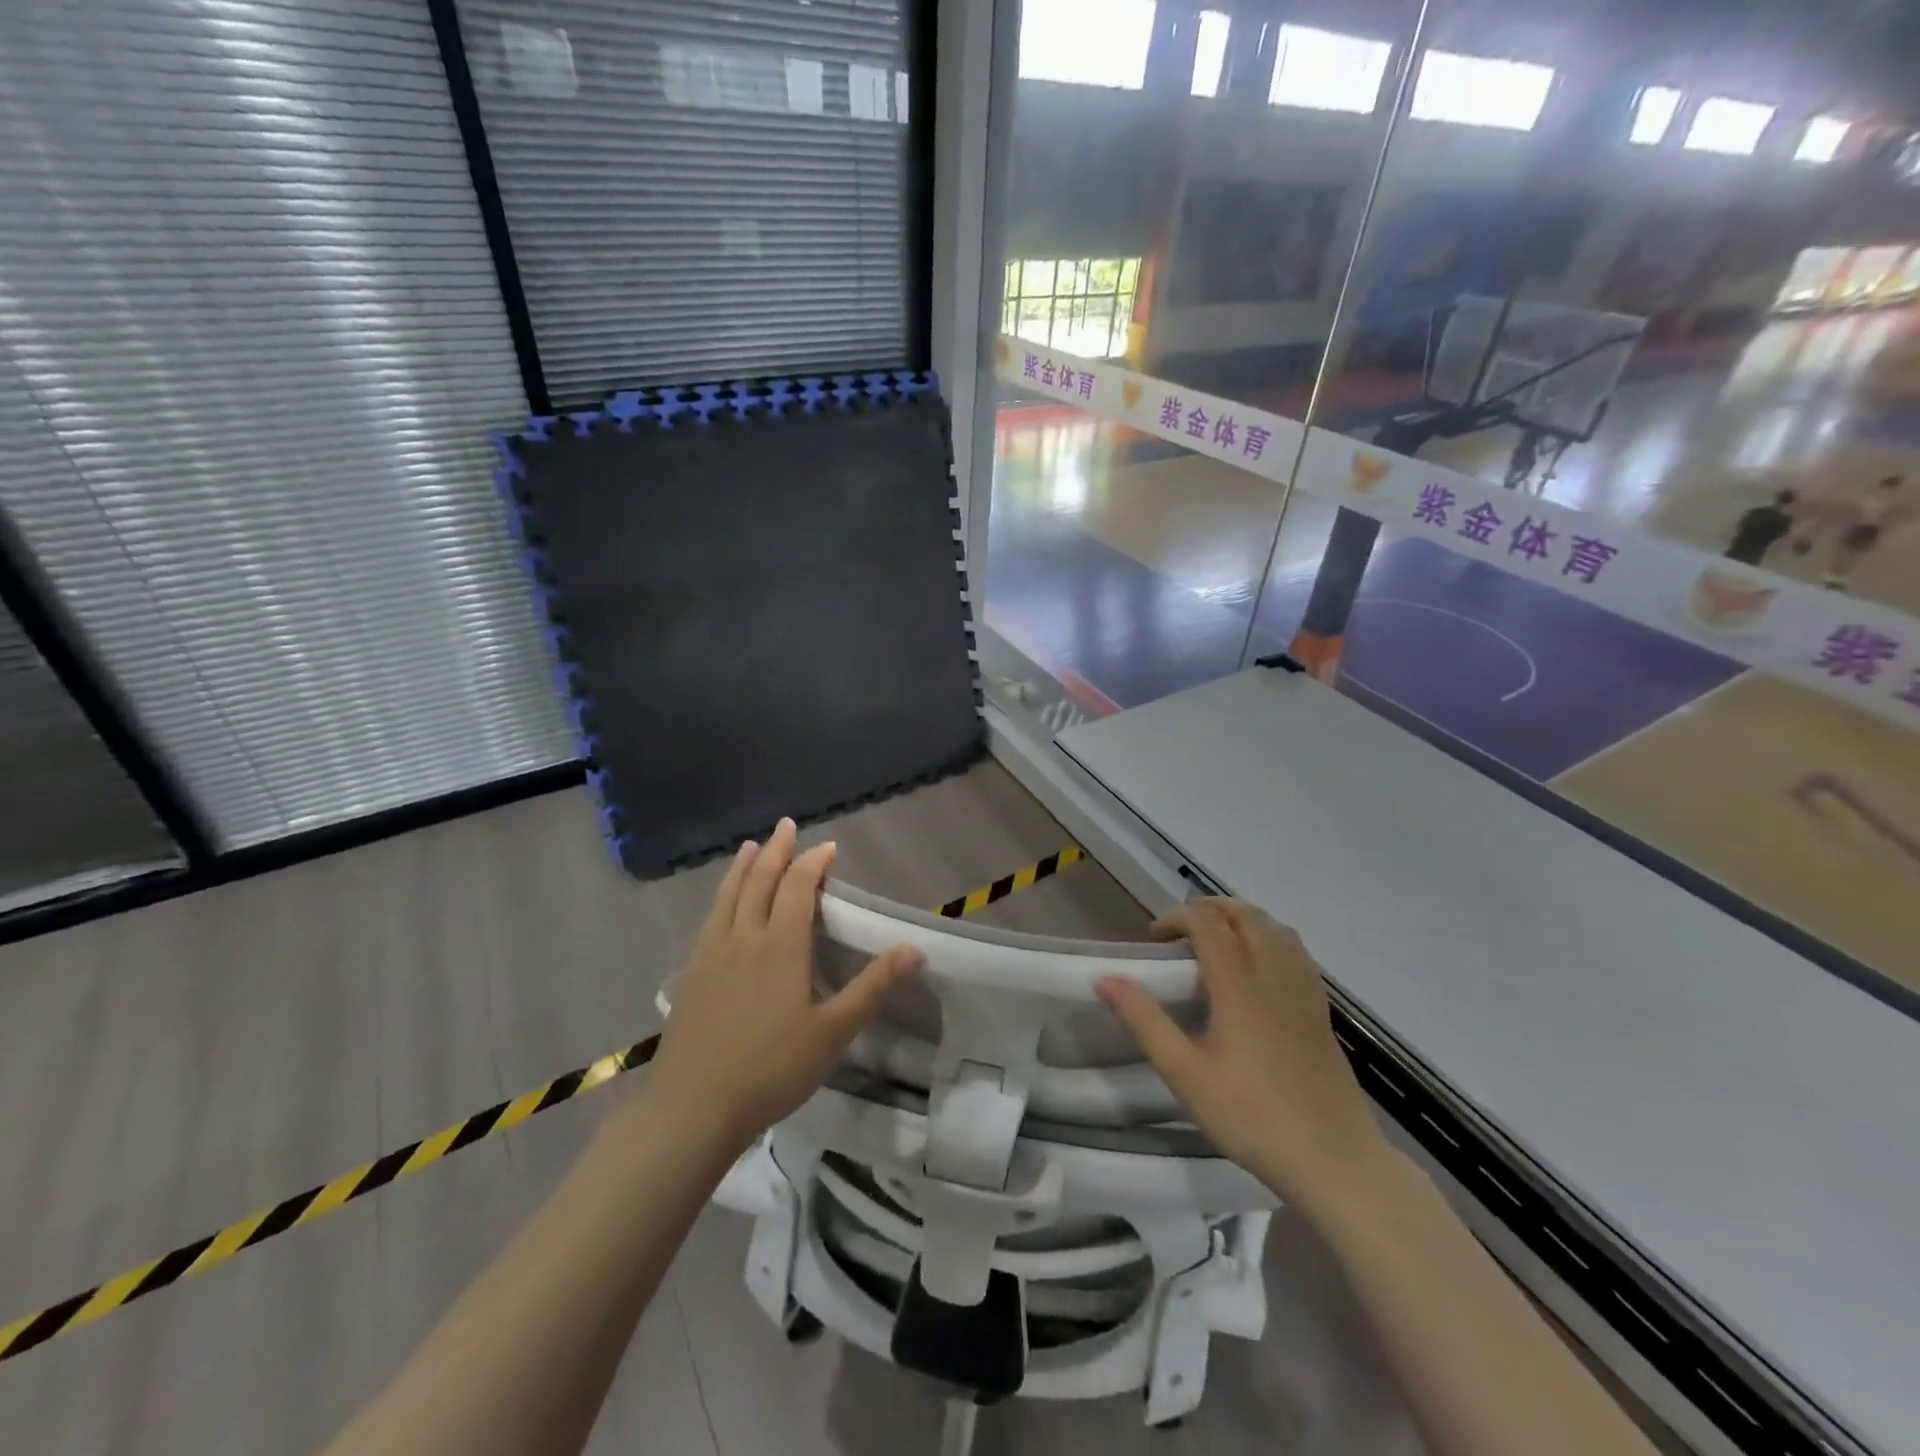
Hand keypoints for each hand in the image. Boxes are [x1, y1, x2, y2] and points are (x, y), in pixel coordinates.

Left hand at [647, 818, 922, 1154]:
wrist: (692, 1108)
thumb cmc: (771, 1069)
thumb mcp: (834, 1032)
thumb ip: (873, 987)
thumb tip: (915, 949)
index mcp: (779, 945)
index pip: (797, 887)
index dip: (813, 863)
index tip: (828, 847)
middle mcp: (743, 938)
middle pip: (759, 881)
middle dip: (775, 851)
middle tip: (785, 826)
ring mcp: (710, 955)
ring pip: (728, 896)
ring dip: (742, 867)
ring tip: (749, 847)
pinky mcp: (691, 975)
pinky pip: (710, 918)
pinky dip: (722, 896)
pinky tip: (722, 906)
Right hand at [1097, 899, 1388, 1208]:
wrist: (1334, 1159)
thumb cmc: (1251, 1115)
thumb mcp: (1185, 1073)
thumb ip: (1144, 1020)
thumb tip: (1105, 978)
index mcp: (1238, 983)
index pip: (1207, 922)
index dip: (1176, 917)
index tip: (1154, 938)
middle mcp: (1273, 974)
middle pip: (1244, 915)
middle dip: (1208, 909)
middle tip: (1179, 932)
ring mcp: (1303, 990)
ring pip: (1274, 927)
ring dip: (1241, 919)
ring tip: (1216, 939)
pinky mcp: (1321, 1009)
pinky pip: (1296, 951)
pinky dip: (1270, 937)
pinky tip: (1259, 965)